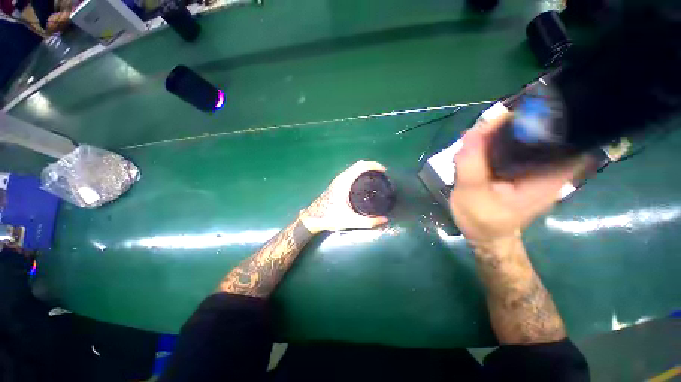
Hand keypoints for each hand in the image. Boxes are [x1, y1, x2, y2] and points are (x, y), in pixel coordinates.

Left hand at [300, 160, 389, 233]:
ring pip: (354, 168)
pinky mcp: (337, 183)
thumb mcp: (351, 221)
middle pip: (358, 165)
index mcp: (344, 182)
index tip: (384, 171)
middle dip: (372, 166)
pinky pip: (351, 172)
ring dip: (365, 169)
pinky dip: (359, 172)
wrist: (313, 218)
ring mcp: (338, 180)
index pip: (361, 166)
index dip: (374, 165)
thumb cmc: (330, 217)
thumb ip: (369, 222)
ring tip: (376, 177)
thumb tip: (385, 219)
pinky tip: (364, 182)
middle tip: (383, 175)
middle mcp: (341, 178)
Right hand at [449, 106, 580, 245]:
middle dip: (509, 123)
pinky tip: (476, 147)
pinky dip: (495, 141)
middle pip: (540, 129)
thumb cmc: (481, 219)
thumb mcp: (472, 193)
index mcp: (549, 175)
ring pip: (524, 136)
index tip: (511, 111)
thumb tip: (474, 130)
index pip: (563, 132)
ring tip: (473, 140)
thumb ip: (472, 163)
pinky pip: (512, 146)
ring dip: (498, 132)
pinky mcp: (521, 168)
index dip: (542, 114)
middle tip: (480, 130)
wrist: (484, 235)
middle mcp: (549, 167)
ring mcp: (536, 167)